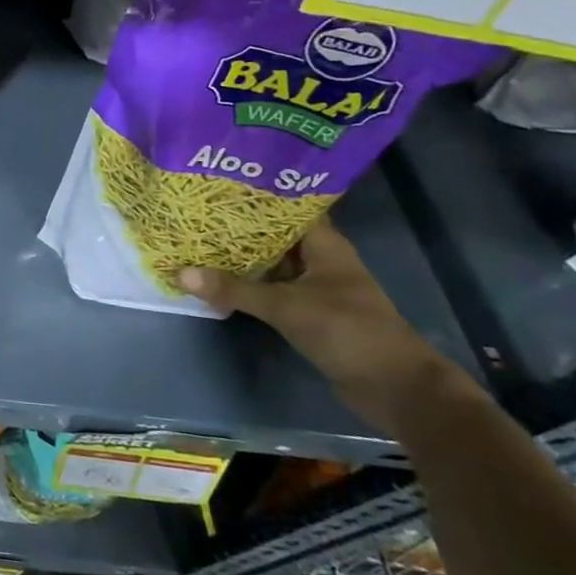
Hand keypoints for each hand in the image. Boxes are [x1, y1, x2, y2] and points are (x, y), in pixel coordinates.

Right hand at [179, 220, 465, 436]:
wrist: (395, 389)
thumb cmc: (348, 331)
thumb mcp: (286, 307)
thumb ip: (235, 290)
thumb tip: (179, 273)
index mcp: (324, 245)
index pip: (285, 207)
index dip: (252, 196)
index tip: (214, 185)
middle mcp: (319, 260)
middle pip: (272, 235)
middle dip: (236, 227)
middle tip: (192, 213)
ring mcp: (314, 287)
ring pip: (270, 263)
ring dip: (239, 258)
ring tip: (195, 241)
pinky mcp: (308, 312)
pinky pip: (270, 289)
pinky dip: (247, 285)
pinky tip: (216, 280)